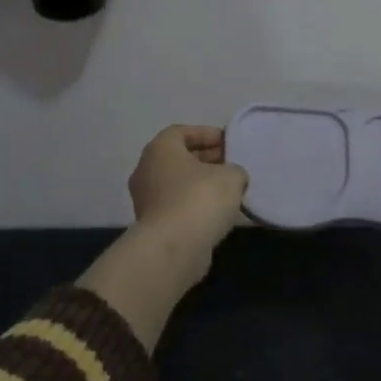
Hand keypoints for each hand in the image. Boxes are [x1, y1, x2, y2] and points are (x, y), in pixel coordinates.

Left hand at [126, 124, 248, 272]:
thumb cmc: (199, 199)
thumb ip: (234, 170)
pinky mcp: (152, 225)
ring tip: (229, 190)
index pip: (182, 132)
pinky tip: (217, 213)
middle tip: (231, 165)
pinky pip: (176, 206)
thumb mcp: (230, 176)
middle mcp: (146, 170)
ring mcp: (146, 199)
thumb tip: (232, 177)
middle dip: (206, 159)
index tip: (228, 143)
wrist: (173, 248)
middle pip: (178, 158)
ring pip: (177, 183)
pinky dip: (194, 205)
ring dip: (200, 184)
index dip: (206, 134)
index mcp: (160, 149)